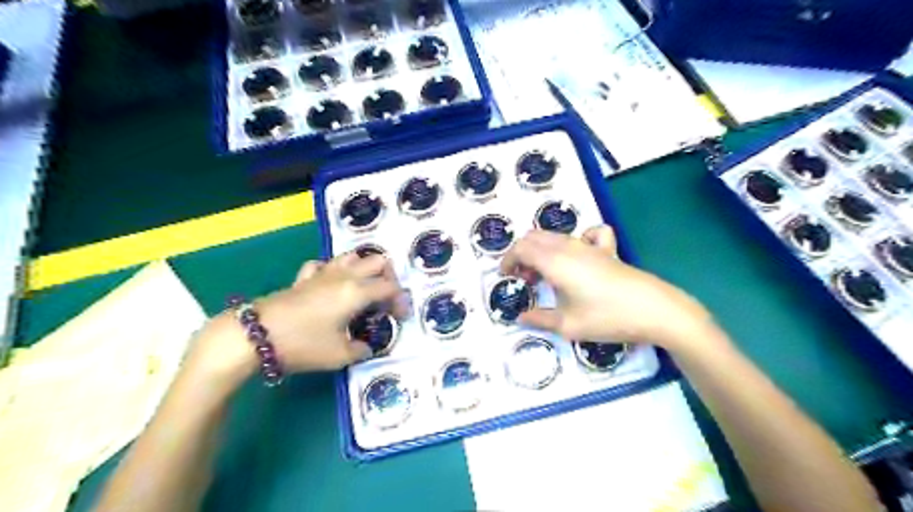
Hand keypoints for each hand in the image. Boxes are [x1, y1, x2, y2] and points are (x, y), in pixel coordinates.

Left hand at [252, 252, 406, 370]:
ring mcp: (322, 274)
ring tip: (363, 288)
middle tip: (386, 298)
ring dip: (363, 268)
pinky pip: (323, 265)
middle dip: (388, 277)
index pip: (390, 287)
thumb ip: (361, 349)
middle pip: (377, 261)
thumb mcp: (339, 355)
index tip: (401, 318)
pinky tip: (330, 285)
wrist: (256, 336)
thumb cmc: (303, 344)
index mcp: (357, 291)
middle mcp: (344, 276)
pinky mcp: (303, 278)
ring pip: (351, 256)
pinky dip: (332, 271)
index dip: (401, 300)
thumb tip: (367, 346)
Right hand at [502, 226, 715, 349]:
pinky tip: (580, 256)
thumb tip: (520, 317)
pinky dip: (576, 240)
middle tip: (524, 279)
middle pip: (534, 237)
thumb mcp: (568, 325)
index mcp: (554, 261)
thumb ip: (539, 319)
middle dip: (522, 254)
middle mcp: (569, 247)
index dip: (508, 260)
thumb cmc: (606, 317)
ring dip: (542, 250)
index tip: (506, 277)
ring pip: (555, 236)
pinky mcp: (608, 250)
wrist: (654, 310)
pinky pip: (589, 234)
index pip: (521, 248)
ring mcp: (590, 246)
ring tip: (545, 275)